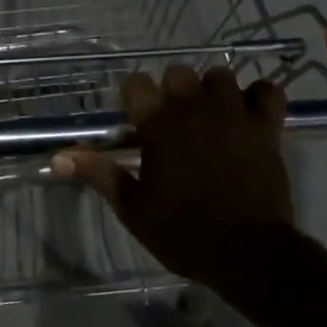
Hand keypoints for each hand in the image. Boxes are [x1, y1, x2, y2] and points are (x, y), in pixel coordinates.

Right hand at [54, 65, 294, 289]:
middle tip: (172, 123)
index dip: (133, 98)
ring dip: (212, 90)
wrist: (249, 253)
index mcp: (159, 124)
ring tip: (209, 116)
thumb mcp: (133, 209)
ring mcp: (234, 113)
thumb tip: (59, 156)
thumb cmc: (184, 233)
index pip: (136, 83)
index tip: (136, 120)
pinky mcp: (266, 126)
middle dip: (172, 91)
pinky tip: (249, 114)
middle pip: (178, 73)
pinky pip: (268, 91)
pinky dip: (258, 98)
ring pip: (220, 75)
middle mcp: (195, 108)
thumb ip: (98, 174)